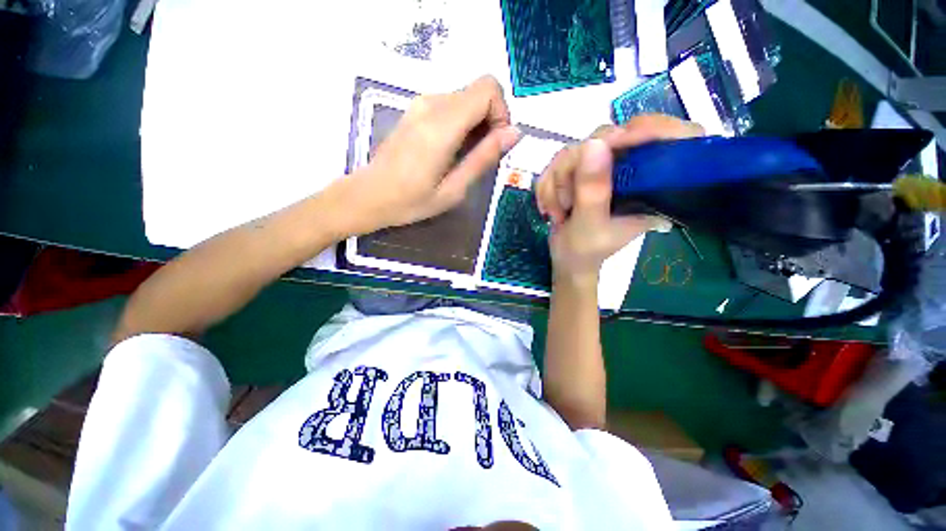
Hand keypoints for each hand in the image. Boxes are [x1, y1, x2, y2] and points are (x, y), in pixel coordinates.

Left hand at [348, 76, 521, 231]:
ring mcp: (421, 103)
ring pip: (467, 97)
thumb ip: (484, 158)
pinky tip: (451, 151)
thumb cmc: (411, 201)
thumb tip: (515, 133)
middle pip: (480, 90)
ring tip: (464, 158)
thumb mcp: (454, 189)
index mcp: (442, 125)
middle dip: (491, 120)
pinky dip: (462, 123)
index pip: (488, 89)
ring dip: (477, 124)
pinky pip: (452, 105)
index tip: (495, 145)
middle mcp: (432, 103)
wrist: (369, 195)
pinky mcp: (416, 109)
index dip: (501, 113)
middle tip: (480, 157)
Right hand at [536, 115, 703, 284]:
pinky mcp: (581, 170)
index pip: (672, 136)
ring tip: (559, 212)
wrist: (567, 259)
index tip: (612, 143)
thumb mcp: (591, 225)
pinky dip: (547, 186)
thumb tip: (593, 144)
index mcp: (652, 184)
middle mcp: (630, 168)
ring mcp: (603, 167)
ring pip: (574, 150)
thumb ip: (593, 191)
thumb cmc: (585, 250)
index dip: (648, 129)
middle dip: (574, 169)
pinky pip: (558, 162)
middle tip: (567, 201)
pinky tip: (550, 207)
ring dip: (556, 183)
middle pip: (607, 137)